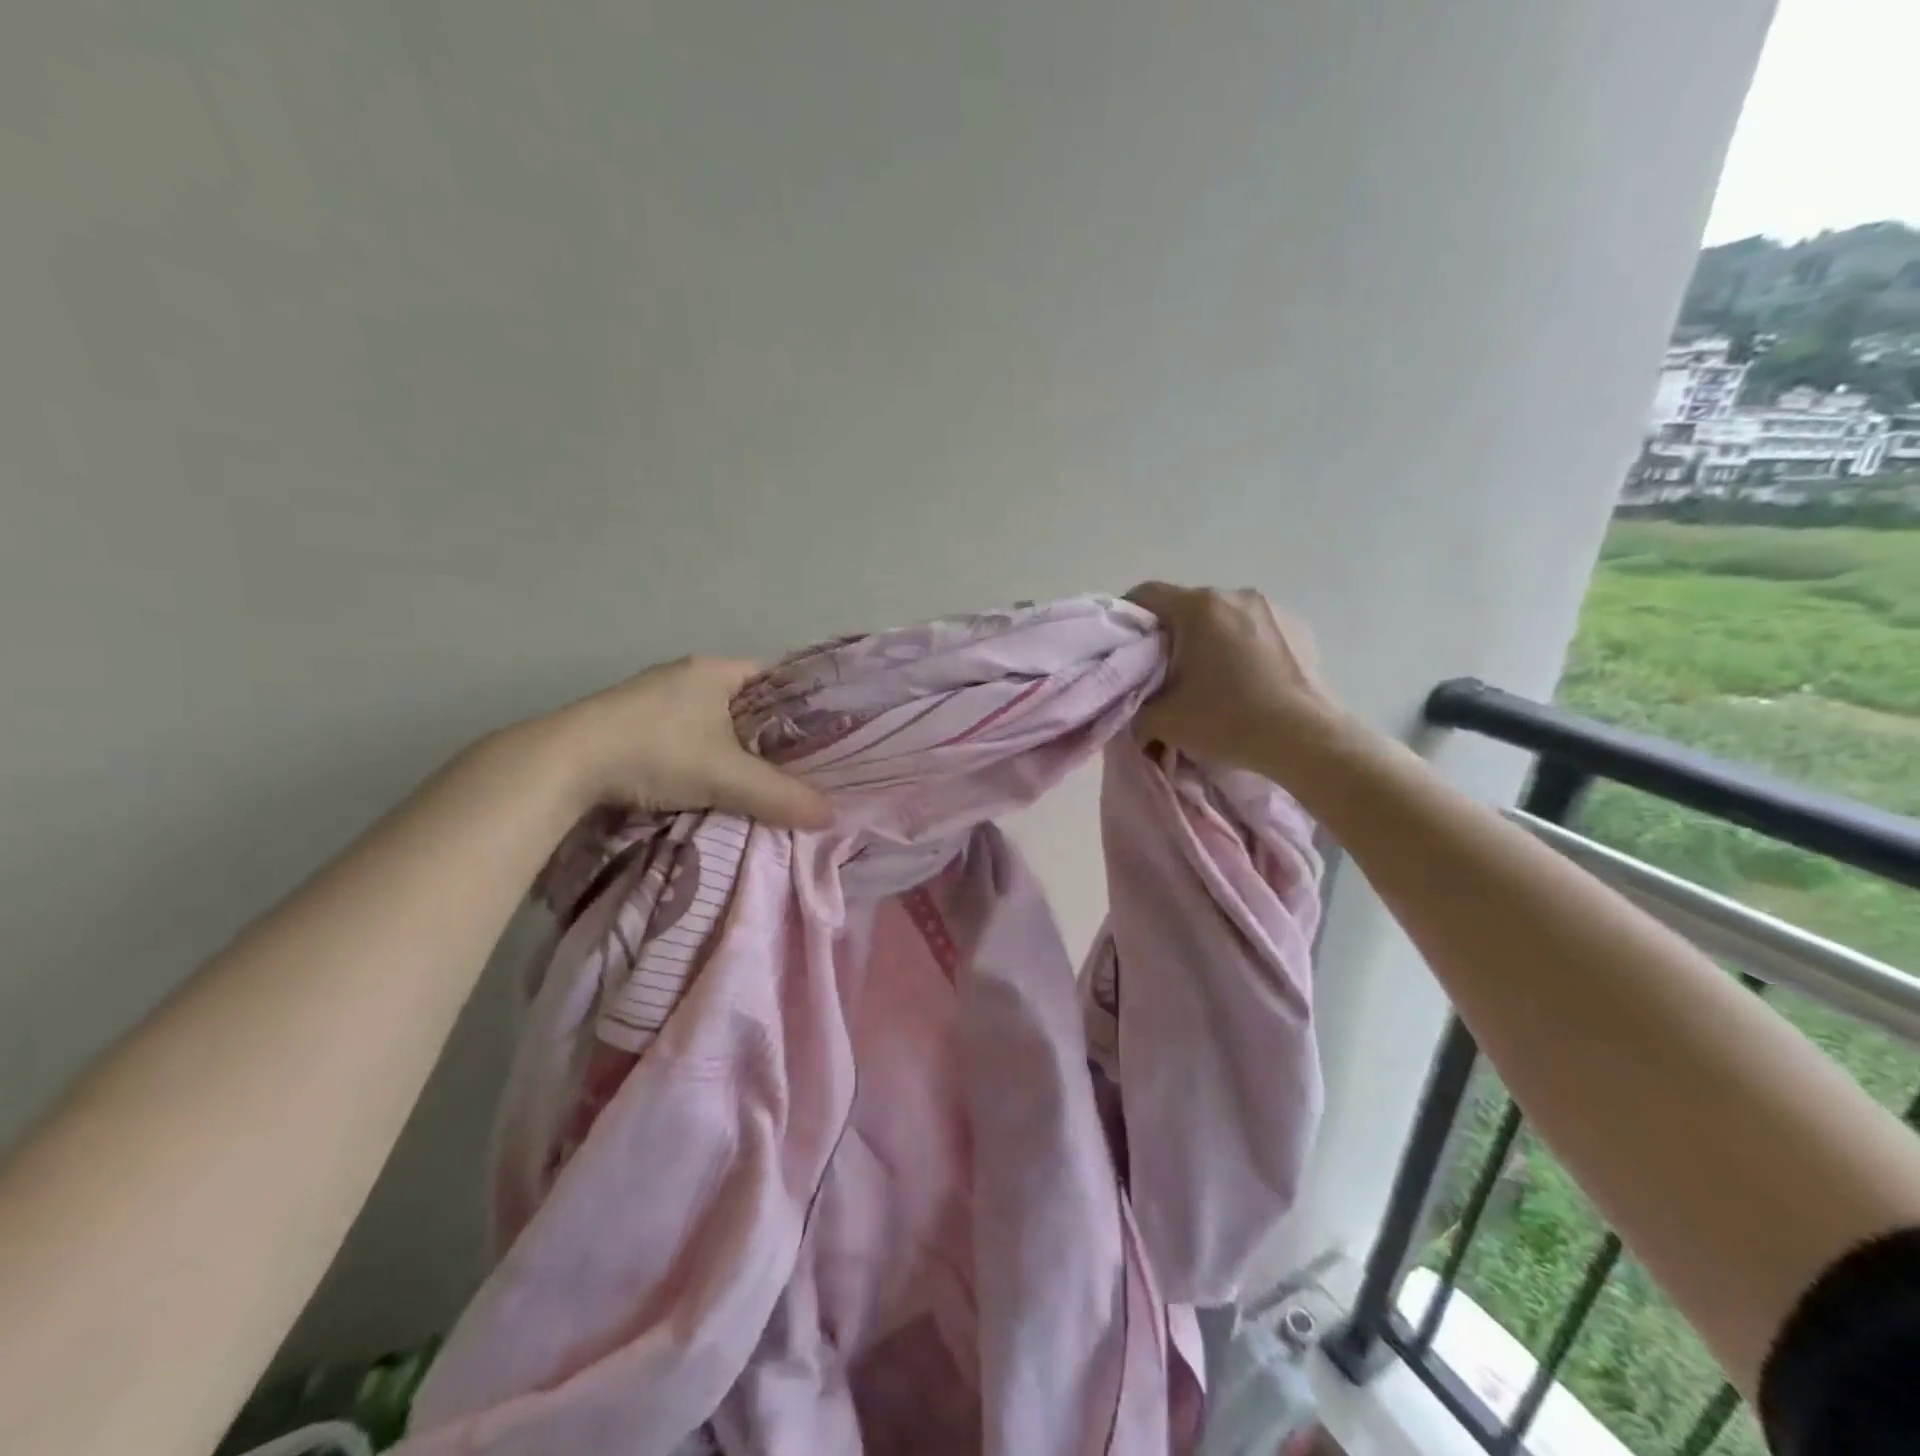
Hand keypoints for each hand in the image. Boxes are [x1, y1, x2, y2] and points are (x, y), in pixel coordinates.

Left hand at [524, 657, 832, 828]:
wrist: (563, 764)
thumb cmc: (656, 751)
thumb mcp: (726, 776)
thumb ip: (779, 795)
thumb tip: (830, 815)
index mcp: (715, 670)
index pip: (776, 678)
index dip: (803, 706)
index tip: (826, 737)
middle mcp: (686, 675)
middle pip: (747, 703)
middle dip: (771, 735)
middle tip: (801, 767)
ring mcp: (654, 698)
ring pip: (715, 722)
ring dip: (734, 748)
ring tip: (762, 780)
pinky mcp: (631, 724)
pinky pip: (687, 736)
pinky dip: (704, 756)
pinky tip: (712, 782)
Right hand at [1125, 582, 1348, 780]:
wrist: (1306, 739)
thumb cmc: (1227, 720)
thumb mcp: (1163, 721)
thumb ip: (1136, 708)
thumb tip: (1134, 710)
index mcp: (1198, 607)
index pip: (1146, 594)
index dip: (1128, 616)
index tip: (1124, 646)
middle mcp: (1235, 595)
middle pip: (1187, 607)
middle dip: (1172, 635)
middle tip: (1164, 672)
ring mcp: (1273, 608)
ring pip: (1224, 617)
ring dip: (1210, 640)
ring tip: (1211, 679)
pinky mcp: (1300, 627)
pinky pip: (1257, 629)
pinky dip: (1243, 647)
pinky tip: (1247, 682)